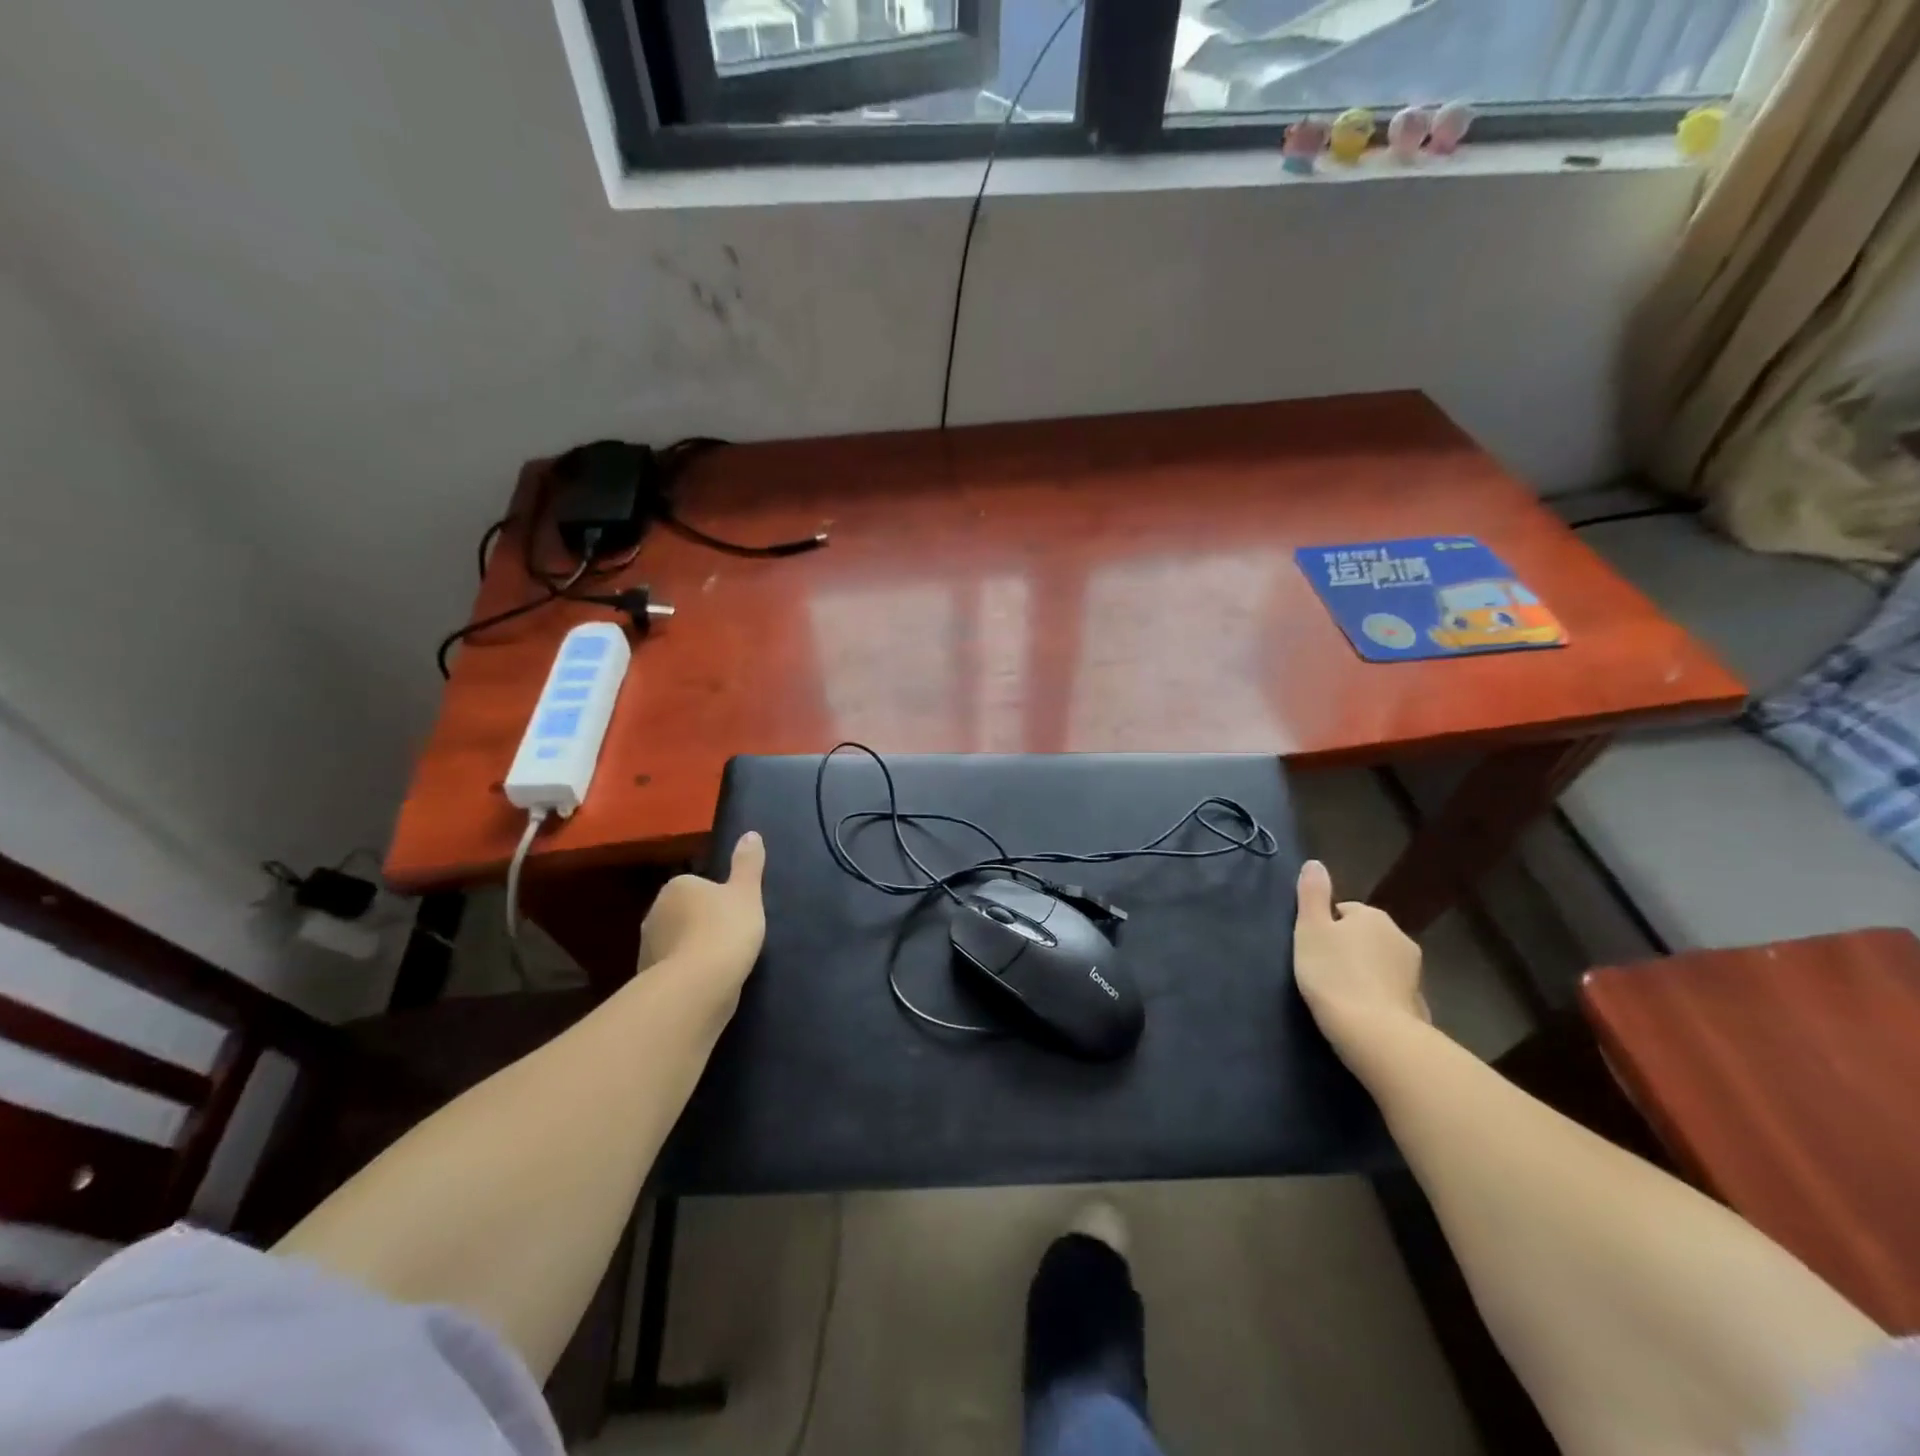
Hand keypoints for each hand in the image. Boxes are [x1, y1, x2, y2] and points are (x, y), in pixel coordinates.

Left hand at [637, 832, 766, 987]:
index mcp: (677, 887)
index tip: (736, 914)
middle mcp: (655, 912)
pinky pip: (673, 968)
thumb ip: (748, 864)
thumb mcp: (747, 893)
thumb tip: (751, 833)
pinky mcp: (647, 978)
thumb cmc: (725, 930)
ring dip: (692, 949)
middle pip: (684, 913)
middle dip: (701, 923)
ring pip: (676, 942)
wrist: (697, 986)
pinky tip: (706, 982)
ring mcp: (647, 947)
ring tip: (721, 963)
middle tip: (731, 937)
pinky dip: (686, 973)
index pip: (697, 885)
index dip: (718, 899)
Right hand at [1292, 859, 1428, 1054]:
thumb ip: (1312, 894)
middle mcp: (1400, 937)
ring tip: (1341, 994)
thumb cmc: (1333, 973)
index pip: (1344, 912)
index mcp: (1373, 917)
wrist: (1374, 1032)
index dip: (1325, 929)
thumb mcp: (1310, 929)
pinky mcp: (1418, 1003)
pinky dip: (1378, 996)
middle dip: (1348, 949)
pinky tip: (1361, 1012)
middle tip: (1323, 971)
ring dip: (1364, 972)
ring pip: (1380, 963)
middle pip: (1365, 936)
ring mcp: (1414, 972)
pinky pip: (1391, 991)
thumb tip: (1315, 863)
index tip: (1313, 949)